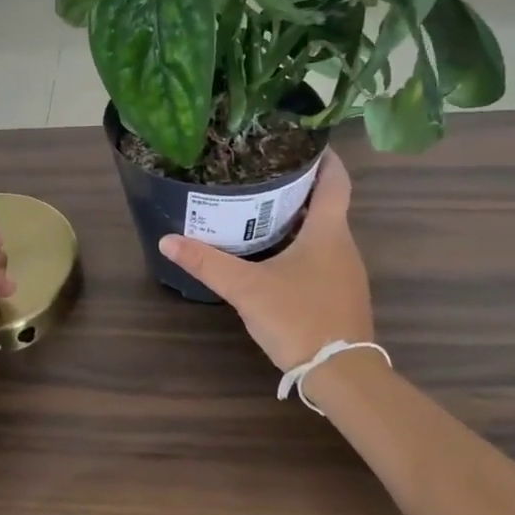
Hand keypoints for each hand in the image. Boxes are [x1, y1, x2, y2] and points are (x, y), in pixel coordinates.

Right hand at [159, 151, 372, 371]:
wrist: (341, 374)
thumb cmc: (299, 318)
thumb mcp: (247, 289)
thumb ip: (208, 264)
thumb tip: (168, 240)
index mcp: (328, 232)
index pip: (336, 181)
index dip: (325, 157)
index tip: (304, 141)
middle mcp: (344, 245)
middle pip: (328, 204)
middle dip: (300, 186)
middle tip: (264, 173)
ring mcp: (346, 272)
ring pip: (325, 232)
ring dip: (301, 218)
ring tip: (263, 209)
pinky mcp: (341, 295)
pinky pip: (324, 256)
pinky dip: (303, 245)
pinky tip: (276, 255)